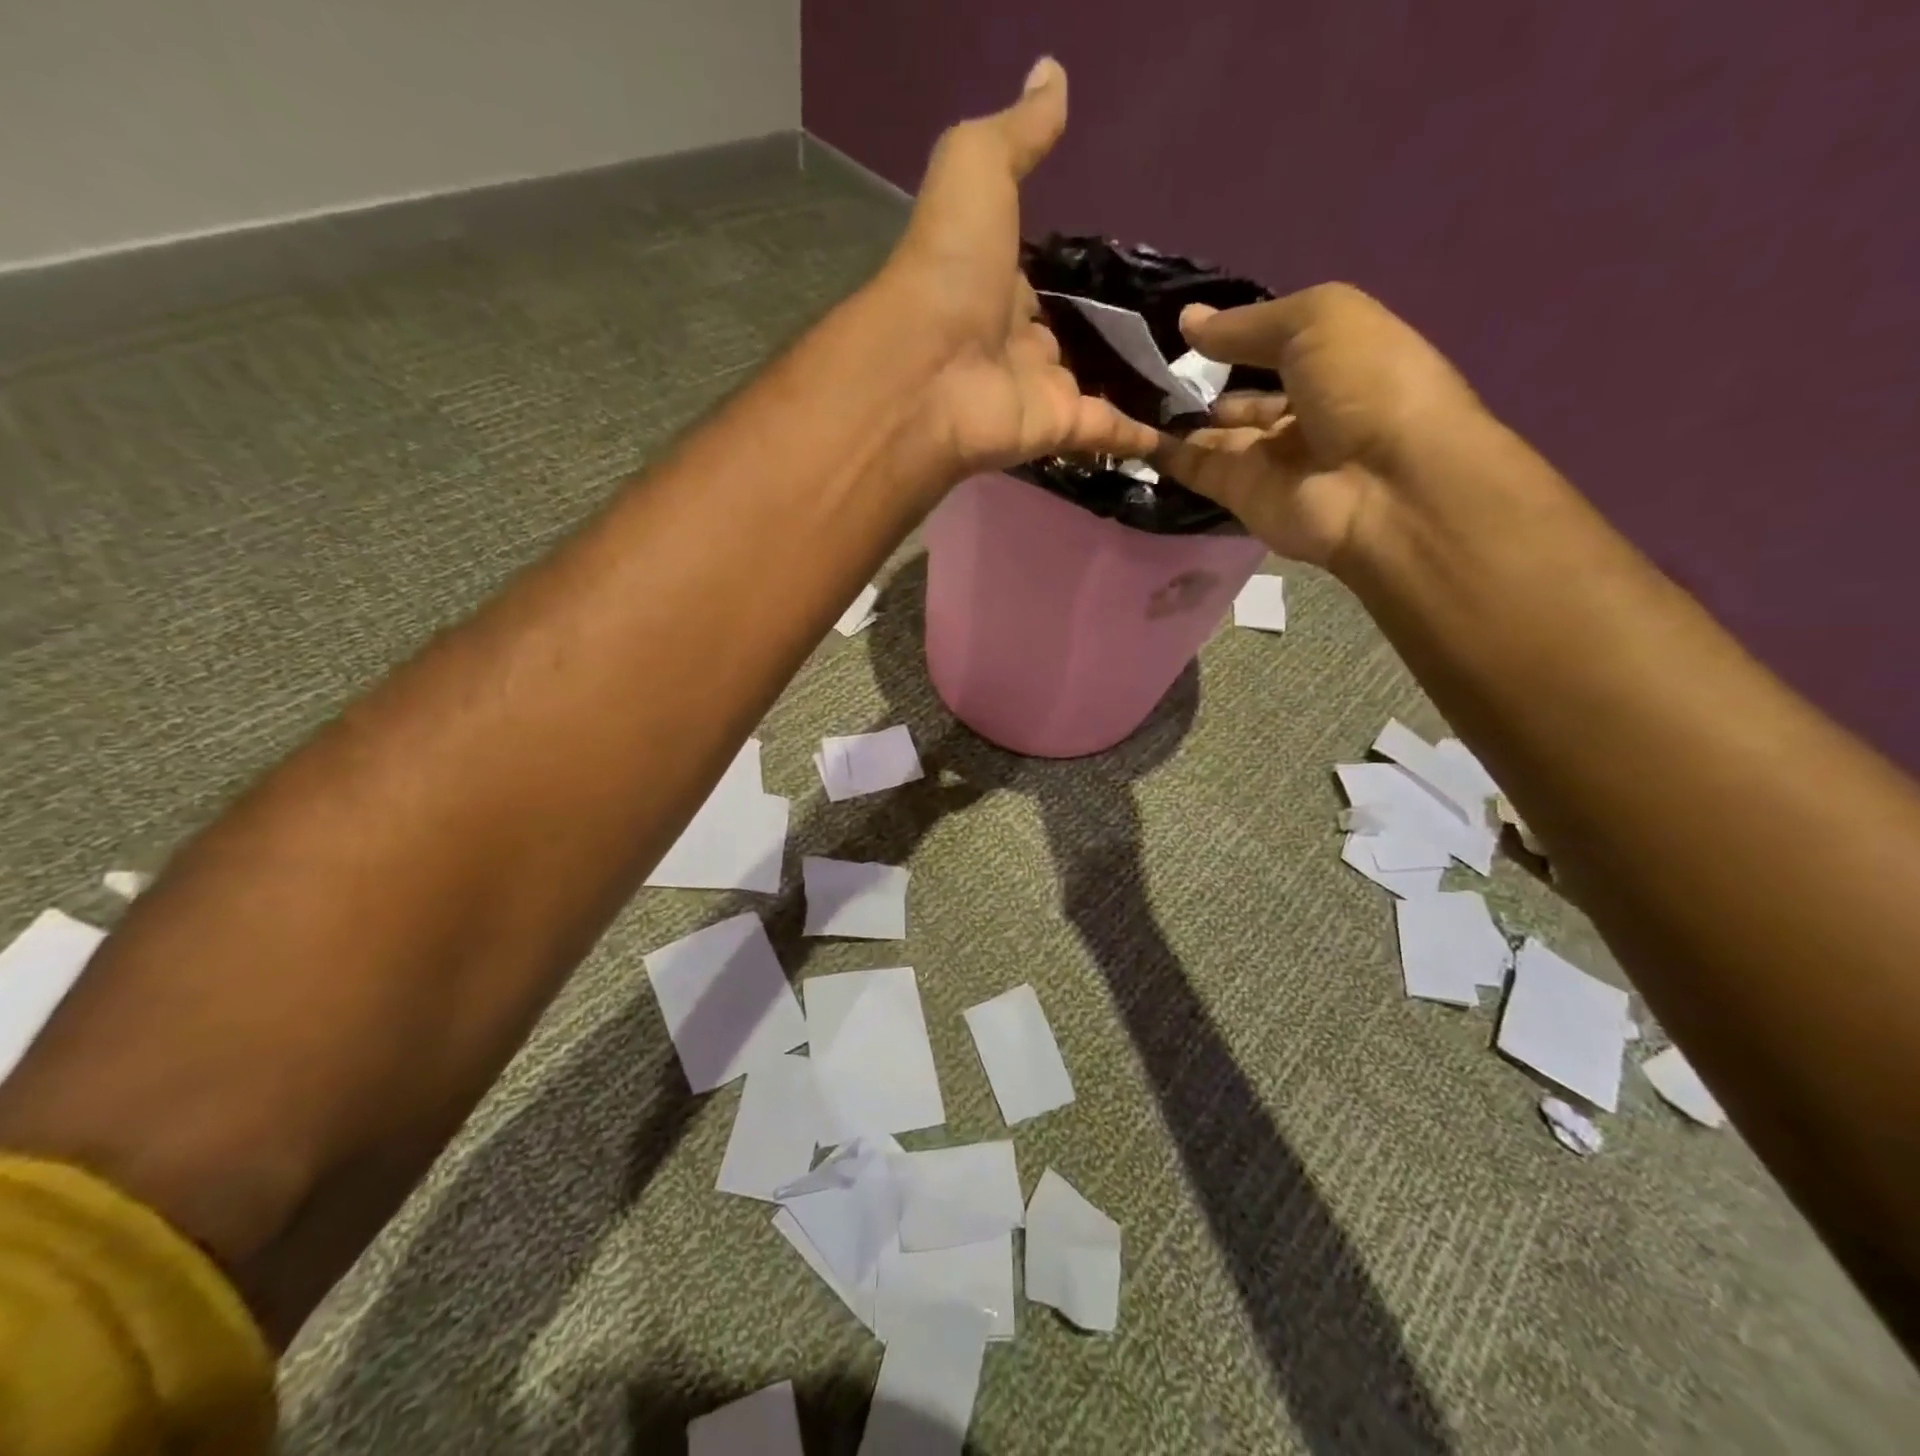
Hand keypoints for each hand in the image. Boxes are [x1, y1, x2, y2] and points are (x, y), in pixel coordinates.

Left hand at [883, 59, 1160, 475]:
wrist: (929, 367)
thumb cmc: (949, 265)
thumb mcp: (976, 169)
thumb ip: (1018, 134)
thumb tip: (1052, 74)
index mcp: (992, 285)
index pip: (1030, 282)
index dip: (1058, 275)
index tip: (1102, 269)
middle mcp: (1013, 343)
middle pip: (1062, 339)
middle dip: (1096, 337)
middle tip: (1155, 328)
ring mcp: (1036, 391)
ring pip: (1090, 388)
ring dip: (1126, 386)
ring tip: (1182, 376)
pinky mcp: (1058, 429)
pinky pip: (1106, 432)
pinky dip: (1139, 436)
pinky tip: (1177, 432)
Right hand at [1153, 284, 1486, 564]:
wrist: (1384, 485)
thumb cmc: (1366, 383)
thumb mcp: (1317, 321)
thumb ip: (1247, 324)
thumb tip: (1187, 321)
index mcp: (1335, 362)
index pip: (1274, 347)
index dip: (1233, 336)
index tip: (1179, 327)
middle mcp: (1302, 411)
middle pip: (1240, 396)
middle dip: (1198, 382)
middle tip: (1141, 363)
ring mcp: (1269, 458)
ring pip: (1212, 434)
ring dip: (1173, 416)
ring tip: (1122, 390)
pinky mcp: (1240, 495)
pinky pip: (1195, 468)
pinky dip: (1162, 453)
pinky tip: (1125, 430)